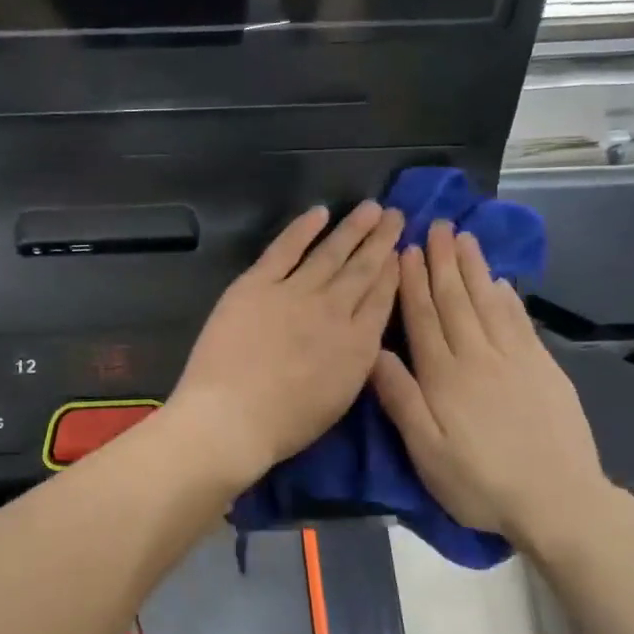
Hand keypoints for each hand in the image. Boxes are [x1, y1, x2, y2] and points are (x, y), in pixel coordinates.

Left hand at [168, 203, 402, 490]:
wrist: (231, 416)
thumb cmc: (283, 424)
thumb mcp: (339, 400)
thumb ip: (354, 362)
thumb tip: (361, 336)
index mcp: (358, 345)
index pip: (382, 299)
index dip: (393, 272)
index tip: (402, 251)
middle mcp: (334, 311)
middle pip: (363, 269)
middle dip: (381, 241)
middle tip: (395, 215)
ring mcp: (295, 293)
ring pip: (331, 253)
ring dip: (352, 229)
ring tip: (370, 208)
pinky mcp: (257, 284)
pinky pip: (285, 249)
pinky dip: (302, 229)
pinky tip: (318, 213)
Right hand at [371, 221, 611, 545]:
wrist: (557, 500)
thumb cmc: (479, 480)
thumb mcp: (425, 449)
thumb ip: (400, 397)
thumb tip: (374, 350)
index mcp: (443, 374)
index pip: (423, 317)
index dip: (413, 281)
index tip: (406, 248)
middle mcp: (477, 356)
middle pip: (456, 299)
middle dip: (443, 260)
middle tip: (437, 225)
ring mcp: (515, 359)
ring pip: (489, 302)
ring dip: (475, 268)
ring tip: (465, 237)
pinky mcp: (544, 368)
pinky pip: (520, 322)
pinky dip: (508, 297)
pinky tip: (501, 281)